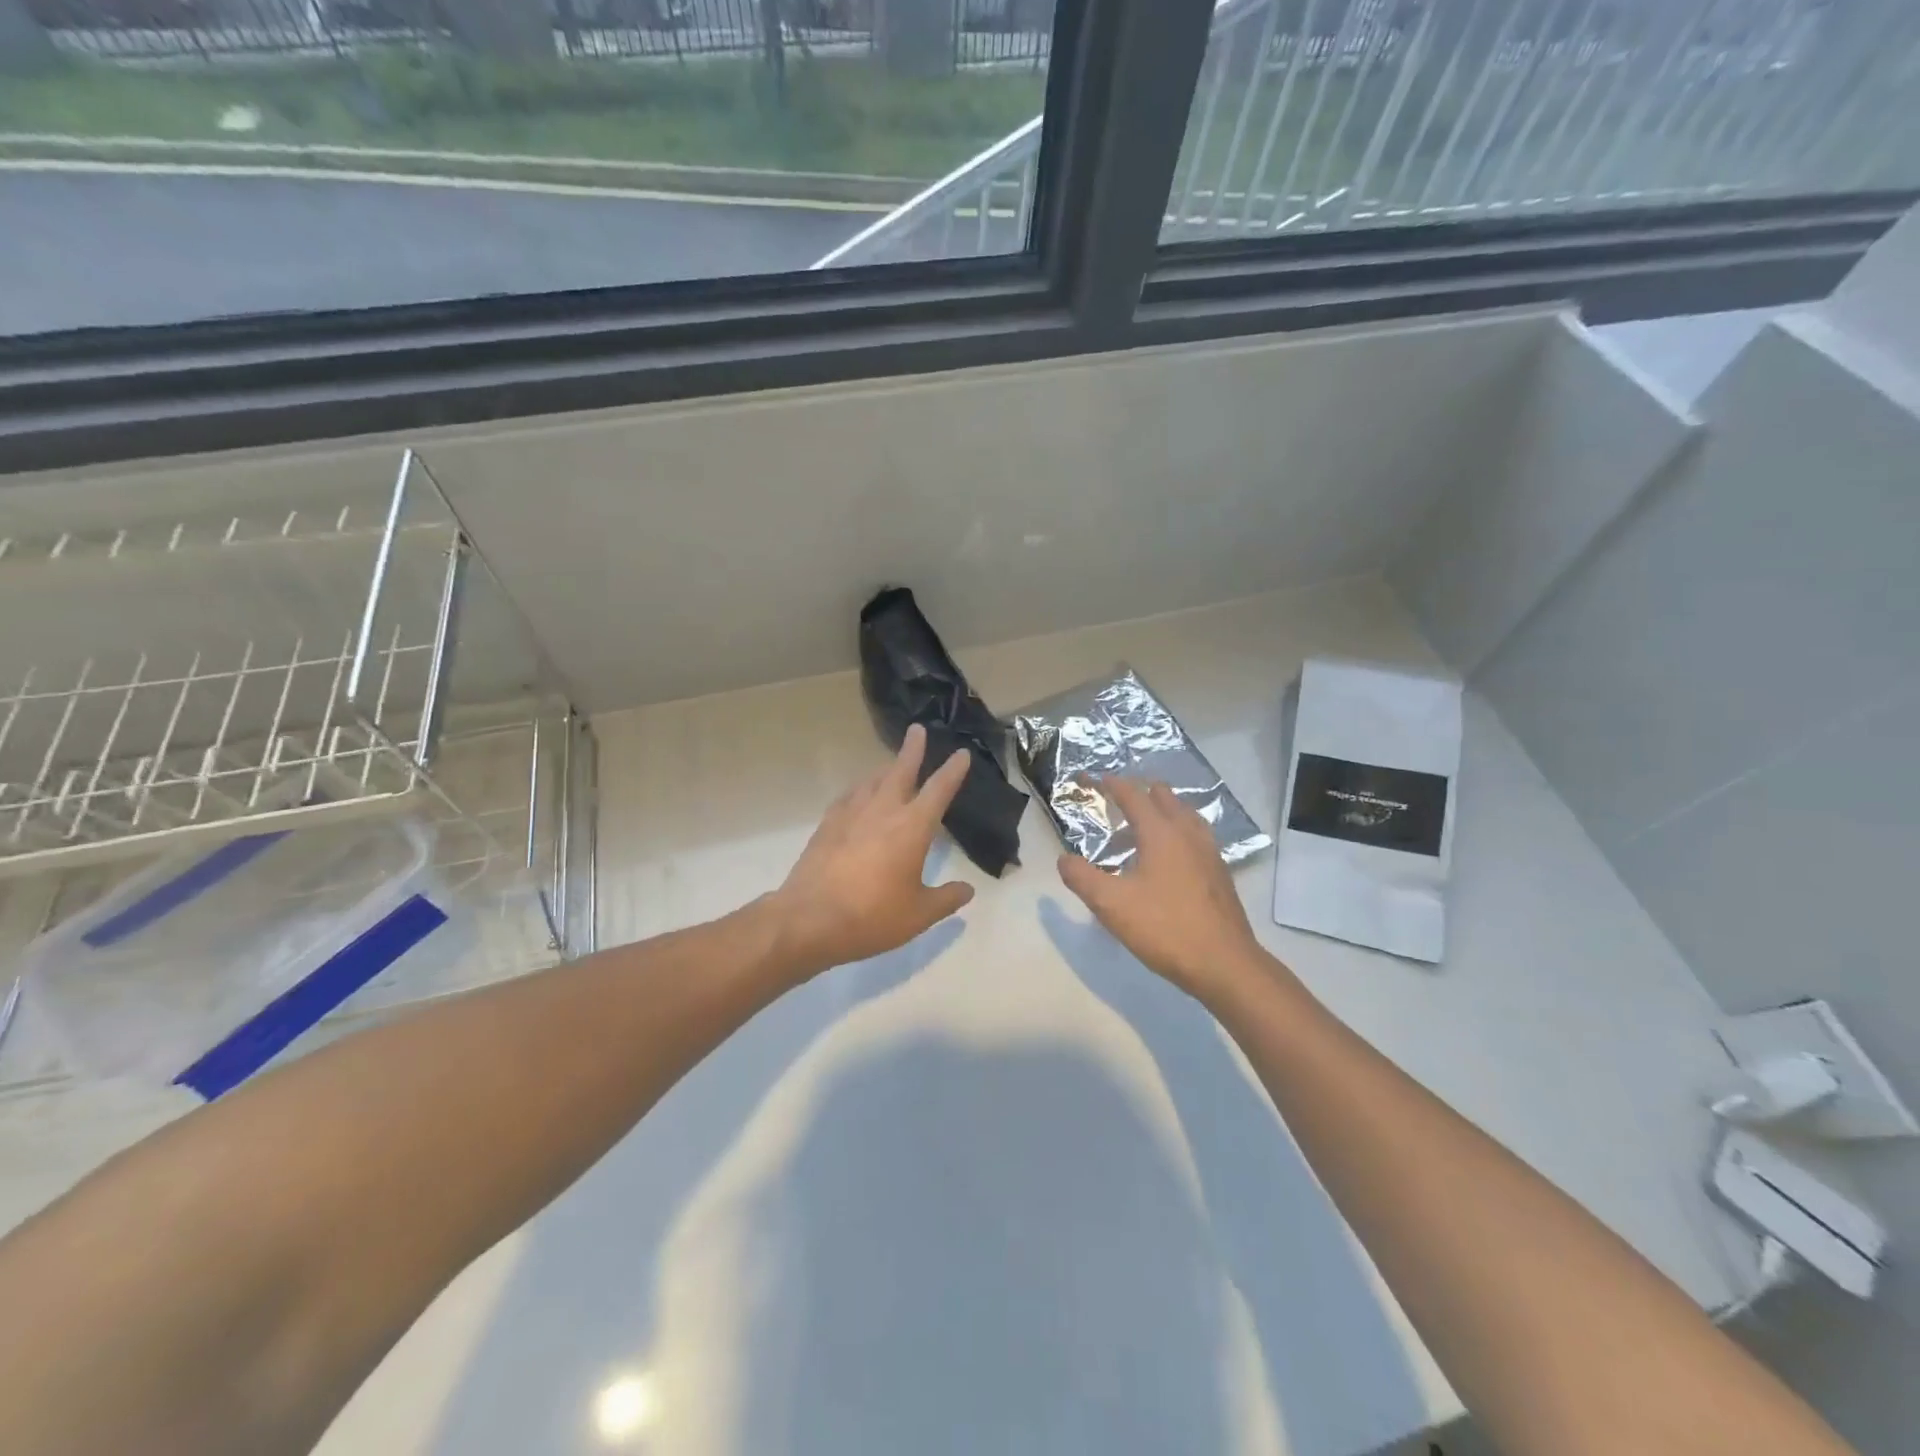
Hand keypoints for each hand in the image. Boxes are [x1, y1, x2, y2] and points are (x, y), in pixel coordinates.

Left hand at [771, 723, 975, 978]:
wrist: (809, 919)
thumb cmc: (872, 916)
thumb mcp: (919, 915)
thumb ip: (946, 899)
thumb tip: (967, 890)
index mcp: (912, 827)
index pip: (939, 790)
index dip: (952, 771)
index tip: (961, 754)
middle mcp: (883, 811)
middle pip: (900, 770)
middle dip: (912, 749)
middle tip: (917, 730)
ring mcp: (851, 815)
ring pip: (871, 781)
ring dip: (884, 770)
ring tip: (890, 766)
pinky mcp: (826, 825)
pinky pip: (848, 798)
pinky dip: (859, 791)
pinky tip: (857, 797)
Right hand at [1056, 777, 1269, 1004]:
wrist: (1224, 964)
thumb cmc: (1165, 928)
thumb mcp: (1111, 905)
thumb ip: (1082, 878)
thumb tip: (1064, 860)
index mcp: (1161, 833)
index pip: (1134, 796)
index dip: (1113, 785)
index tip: (1097, 779)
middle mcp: (1188, 834)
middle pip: (1164, 798)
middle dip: (1140, 792)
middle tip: (1119, 801)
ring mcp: (1209, 852)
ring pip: (1184, 816)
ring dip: (1162, 812)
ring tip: (1143, 826)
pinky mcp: (1219, 873)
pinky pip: (1195, 837)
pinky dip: (1177, 833)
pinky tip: (1169, 858)